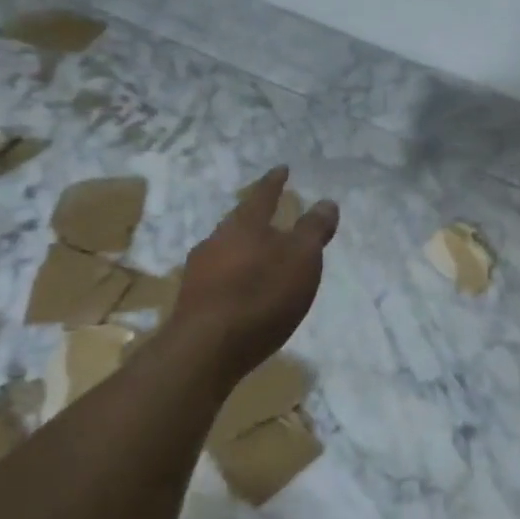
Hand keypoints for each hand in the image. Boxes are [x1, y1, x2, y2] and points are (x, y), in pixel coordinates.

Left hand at [167, 166, 338, 378]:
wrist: (205, 349)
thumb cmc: (261, 295)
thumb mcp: (302, 259)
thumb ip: (314, 230)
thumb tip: (326, 202)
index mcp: (245, 225)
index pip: (263, 195)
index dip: (275, 182)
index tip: (282, 169)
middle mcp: (217, 240)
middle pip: (240, 222)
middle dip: (257, 219)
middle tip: (273, 218)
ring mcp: (199, 271)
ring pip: (227, 250)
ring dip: (245, 250)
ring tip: (262, 258)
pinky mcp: (193, 300)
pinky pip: (219, 277)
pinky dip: (235, 276)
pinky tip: (244, 291)